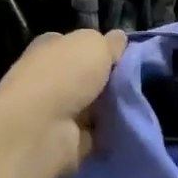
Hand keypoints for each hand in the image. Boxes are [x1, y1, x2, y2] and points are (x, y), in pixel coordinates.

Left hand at [0, 29, 127, 177]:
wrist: (40, 129)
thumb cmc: (64, 76)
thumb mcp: (94, 44)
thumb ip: (110, 42)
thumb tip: (119, 39)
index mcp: (50, 47)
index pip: (78, 43)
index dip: (102, 48)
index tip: (126, 55)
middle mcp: (49, 76)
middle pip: (89, 75)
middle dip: (111, 79)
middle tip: (137, 81)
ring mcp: (55, 110)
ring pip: (94, 103)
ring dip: (113, 106)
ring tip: (137, 103)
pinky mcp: (64, 139)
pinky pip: (96, 132)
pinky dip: (109, 131)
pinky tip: (128, 126)